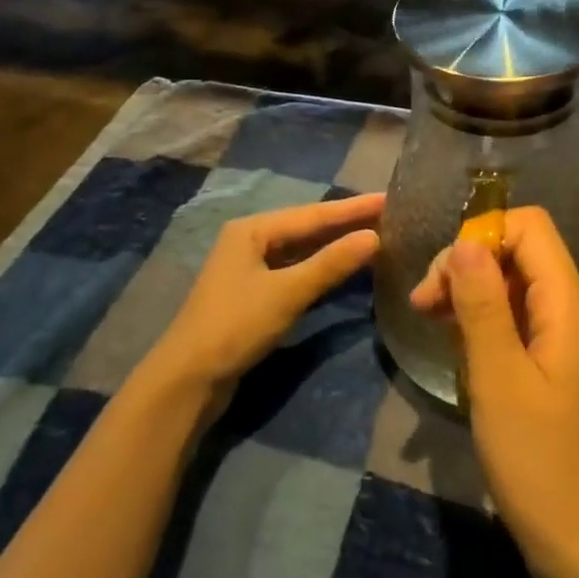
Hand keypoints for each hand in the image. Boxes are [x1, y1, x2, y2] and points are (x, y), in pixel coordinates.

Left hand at [142, 193, 383, 402]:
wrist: (188, 380)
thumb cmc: (235, 326)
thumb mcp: (287, 293)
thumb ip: (331, 263)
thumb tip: (374, 237)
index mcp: (253, 230)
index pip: (314, 214)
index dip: (354, 208)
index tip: (390, 198)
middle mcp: (251, 240)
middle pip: (308, 227)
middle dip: (347, 223)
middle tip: (390, 215)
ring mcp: (251, 268)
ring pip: (303, 249)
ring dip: (337, 245)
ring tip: (377, 235)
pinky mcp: (255, 293)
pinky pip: (297, 269)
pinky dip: (323, 267)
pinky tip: (346, 267)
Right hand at [411, 207, 578, 577]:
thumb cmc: (539, 460)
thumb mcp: (499, 378)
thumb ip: (483, 304)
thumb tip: (466, 242)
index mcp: (566, 301)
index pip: (529, 226)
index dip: (483, 235)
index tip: (445, 277)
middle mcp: (567, 307)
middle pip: (517, 250)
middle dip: (468, 262)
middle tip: (424, 303)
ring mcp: (558, 336)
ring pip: (511, 283)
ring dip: (468, 290)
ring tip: (427, 316)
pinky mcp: (546, 363)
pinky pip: (512, 317)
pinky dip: (479, 317)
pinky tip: (451, 338)